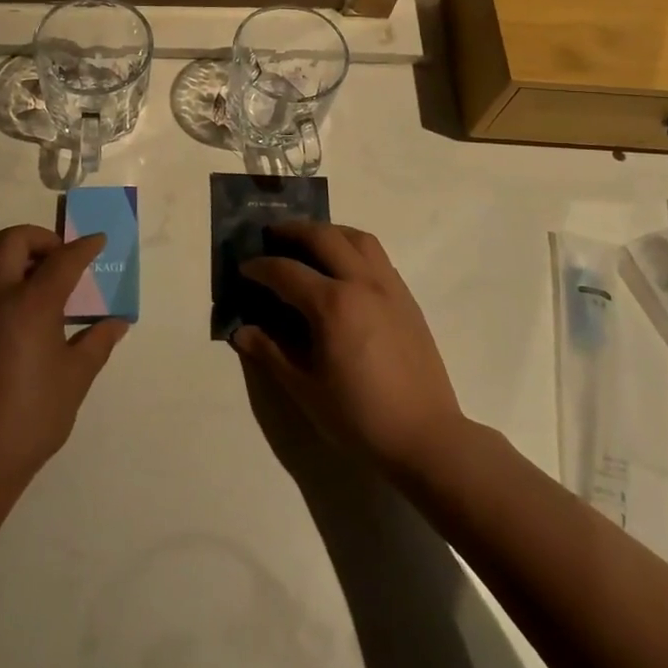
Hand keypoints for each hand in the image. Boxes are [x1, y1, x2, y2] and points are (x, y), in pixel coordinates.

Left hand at [0, 224, 127, 495]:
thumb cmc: (28, 421)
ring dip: (7, 254)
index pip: (64, 259)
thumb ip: (96, 343)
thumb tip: (117, 323)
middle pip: (15, 239)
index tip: (97, 241)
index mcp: (32, 303)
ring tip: (24, 276)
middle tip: (58, 257)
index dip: (85, 247)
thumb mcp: (74, 381)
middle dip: (41, 238)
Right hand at [233, 222, 464, 475]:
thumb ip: (271, 354)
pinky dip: (354, 248)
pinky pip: (378, 256)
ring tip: (310, 241)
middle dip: (293, 230)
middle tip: (272, 235)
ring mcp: (389, 287)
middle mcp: (361, 283)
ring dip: (329, 231)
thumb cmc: (359, 417)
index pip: (286, 271)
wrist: (425, 437)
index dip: (259, 267)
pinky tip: (345, 268)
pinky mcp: (407, 298)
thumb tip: (241, 332)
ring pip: (357, 238)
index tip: (243, 268)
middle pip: (323, 237)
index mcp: (332, 304)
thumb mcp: (305, 390)